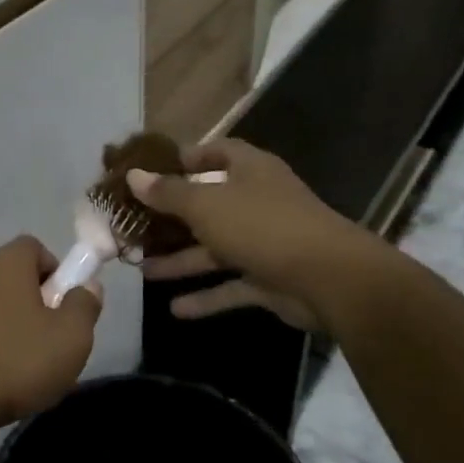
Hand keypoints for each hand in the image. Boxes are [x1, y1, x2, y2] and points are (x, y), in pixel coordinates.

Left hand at [0, 235, 101, 433]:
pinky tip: (1, 376)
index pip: (34, 247)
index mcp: (5, 263)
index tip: (65, 304)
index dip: (57, 271)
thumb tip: (87, 286)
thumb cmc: (17, 361)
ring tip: (28, 364)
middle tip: (53, 337)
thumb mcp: (71, 336)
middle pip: (15, 275)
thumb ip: (85, 305)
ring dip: (15, 324)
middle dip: (38, 300)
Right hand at [128, 140, 378, 329]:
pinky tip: (175, 310)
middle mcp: (258, 201)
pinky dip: (206, 297)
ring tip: (142, 269)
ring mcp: (265, 242)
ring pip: (216, 249)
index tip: (153, 170)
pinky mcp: (271, 279)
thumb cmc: (262, 226)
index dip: (187, 158)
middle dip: (173, 218)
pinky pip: (231, 286)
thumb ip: (168, 193)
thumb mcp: (206, 204)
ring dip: (181, 260)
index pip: (217, 152)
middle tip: (136, 226)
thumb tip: (134, 176)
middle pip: (209, 205)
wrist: (329, 279)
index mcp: (250, 171)